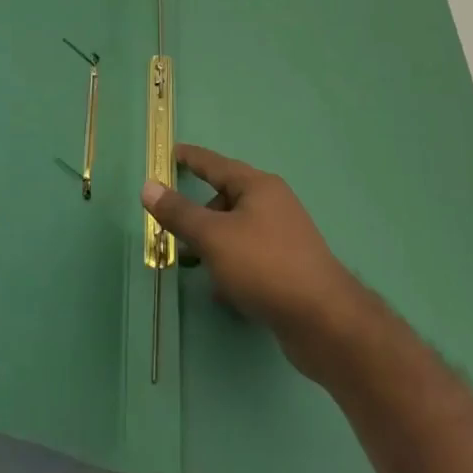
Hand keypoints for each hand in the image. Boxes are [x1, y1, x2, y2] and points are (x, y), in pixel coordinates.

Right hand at [142, 143, 365, 382]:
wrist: (324, 320)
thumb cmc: (264, 266)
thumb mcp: (213, 237)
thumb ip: (179, 212)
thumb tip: (148, 186)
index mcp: (258, 186)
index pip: (215, 164)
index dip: (191, 158)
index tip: (170, 152)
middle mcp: (273, 204)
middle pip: (225, 199)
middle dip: (197, 215)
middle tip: (171, 232)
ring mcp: (284, 236)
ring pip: (236, 231)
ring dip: (213, 245)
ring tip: (192, 265)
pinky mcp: (289, 267)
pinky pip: (249, 256)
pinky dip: (231, 266)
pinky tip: (222, 291)